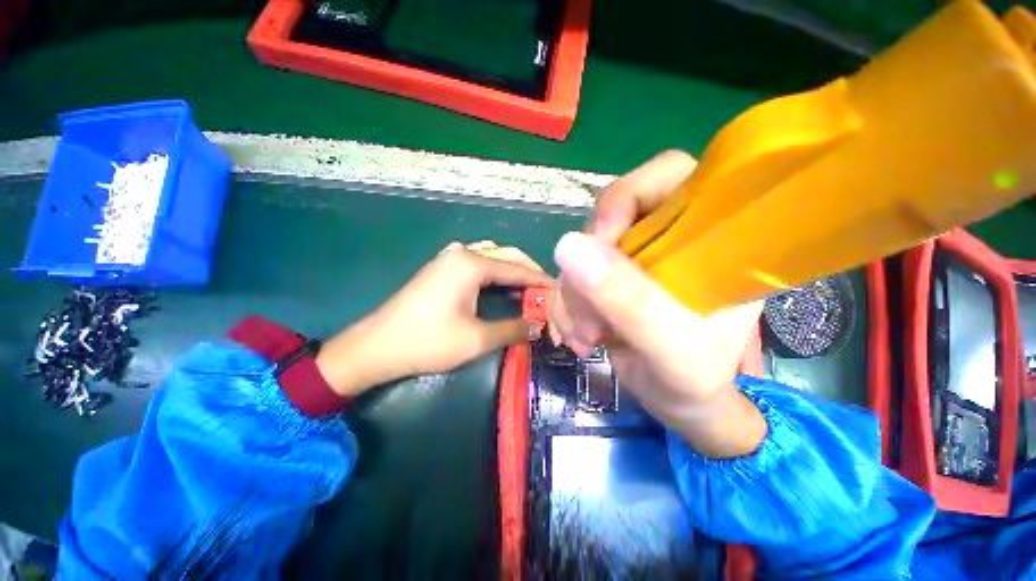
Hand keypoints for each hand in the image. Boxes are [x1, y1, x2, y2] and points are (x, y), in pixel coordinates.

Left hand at [317, 241, 550, 397]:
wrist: (376, 346)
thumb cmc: (427, 342)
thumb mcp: (476, 339)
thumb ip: (512, 329)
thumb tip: (538, 326)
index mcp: (472, 264)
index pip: (517, 268)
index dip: (540, 280)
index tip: (560, 291)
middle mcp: (462, 253)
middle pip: (506, 255)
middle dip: (529, 271)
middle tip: (546, 291)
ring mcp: (449, 257)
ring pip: (492, 255)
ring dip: (511, 268)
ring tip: (527, 288)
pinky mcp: (441, 267)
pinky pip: (477, 261)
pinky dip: (495, 270)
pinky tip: (500, 285)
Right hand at [548, 151, 765, 457]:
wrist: (677, 403)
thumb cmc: (692, 380)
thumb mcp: (668, 346)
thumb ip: (627, 299)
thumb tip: (568, 246)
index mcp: (710, 235)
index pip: (667, 175)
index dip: (626, 197)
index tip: (600, 242)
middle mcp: (668, 236)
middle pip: (609, 216)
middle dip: (588, 267)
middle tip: (589, 312)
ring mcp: (633, 257)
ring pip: (581, 251)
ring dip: (573, 295)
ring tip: (587, 336)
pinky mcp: (608, 277)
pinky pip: (570, 275)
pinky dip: (565, 305)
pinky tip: (579, 335)